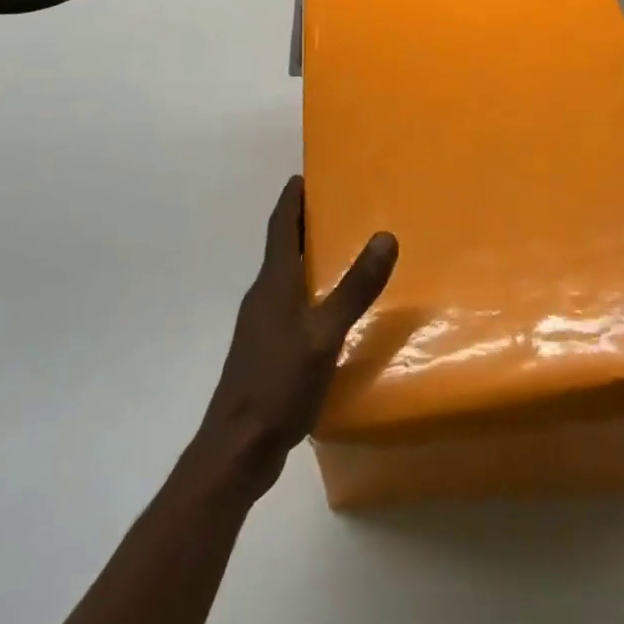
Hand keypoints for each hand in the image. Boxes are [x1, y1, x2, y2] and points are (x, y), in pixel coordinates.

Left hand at [197, 177, 397, 496]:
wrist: (237, 447)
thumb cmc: (278, 383)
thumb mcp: (324, 334)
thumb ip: (354, 288)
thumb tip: (385, 236)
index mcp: (273, 283)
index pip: (280, 227)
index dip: (291, 200)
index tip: (303, 176)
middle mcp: (263, 296)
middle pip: (282, 248)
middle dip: (303, 225)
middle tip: (335, 207)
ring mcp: (261, 326)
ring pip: (285, 278)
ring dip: (306, 258)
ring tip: (339, 252)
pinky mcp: (266, 351)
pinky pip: (290, 306)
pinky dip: (308, 292)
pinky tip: (329, 311)